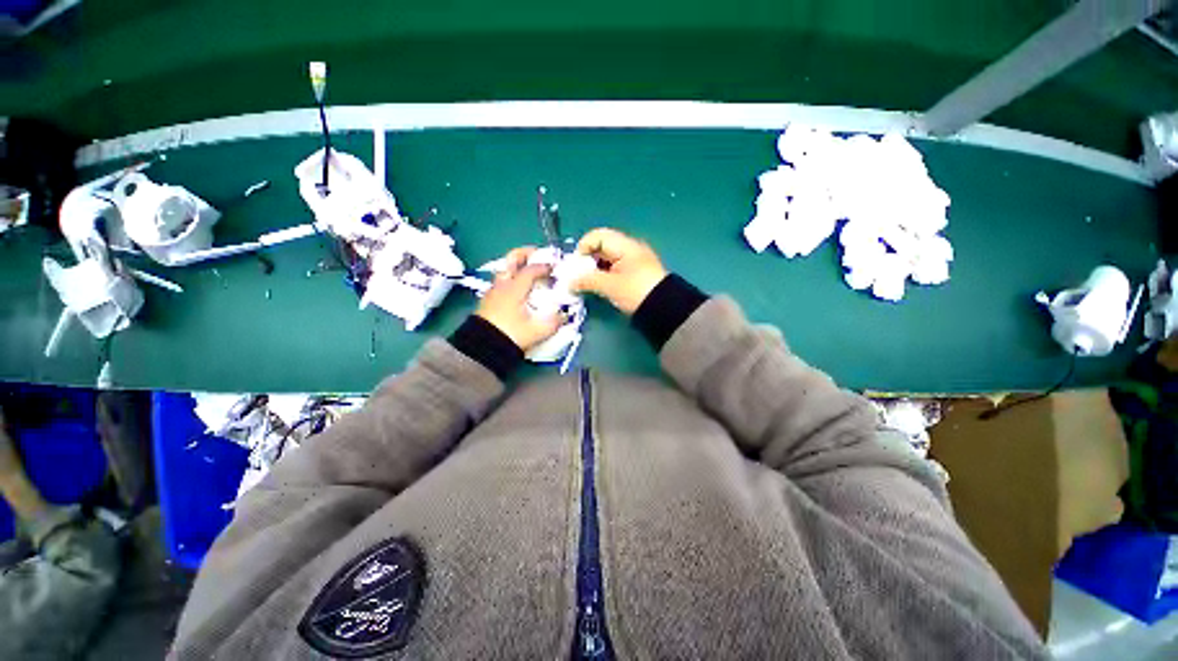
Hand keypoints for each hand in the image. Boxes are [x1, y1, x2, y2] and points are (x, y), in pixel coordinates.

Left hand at [476, 247, 563, 351]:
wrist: (482, 348)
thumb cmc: (510, 335)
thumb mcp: (537, 331)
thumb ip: (554, 322)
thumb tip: (563, 316)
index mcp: (514, 288)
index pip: (531, 269)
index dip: (544, 266)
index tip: (555, 268)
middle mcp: (502, 284)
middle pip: (511, 259)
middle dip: (526, 253)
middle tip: (538, 254)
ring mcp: (493, 291)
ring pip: (505, 269)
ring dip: (518, 266)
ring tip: (530, 272)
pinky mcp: (488, 300)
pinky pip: (502, 281)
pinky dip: (512, 278)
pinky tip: (520, 290)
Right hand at [571, 228, 667, 314]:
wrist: (665, 309)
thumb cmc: (636, 292)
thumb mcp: (610, 286)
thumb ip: (588, 281)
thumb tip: (570, 283)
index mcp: (625, 245)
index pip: (598, 236)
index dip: (583, 247)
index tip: (576, 265)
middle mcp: (630, 249)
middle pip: (602, 247)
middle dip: (587, 260)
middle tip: (578, 276)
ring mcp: (634, 262)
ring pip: (607, 260)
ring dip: (595, 270)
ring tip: (586, 284)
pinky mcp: (636, 274)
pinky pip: (614, 269)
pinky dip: (604, 276)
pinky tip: (599, 287)